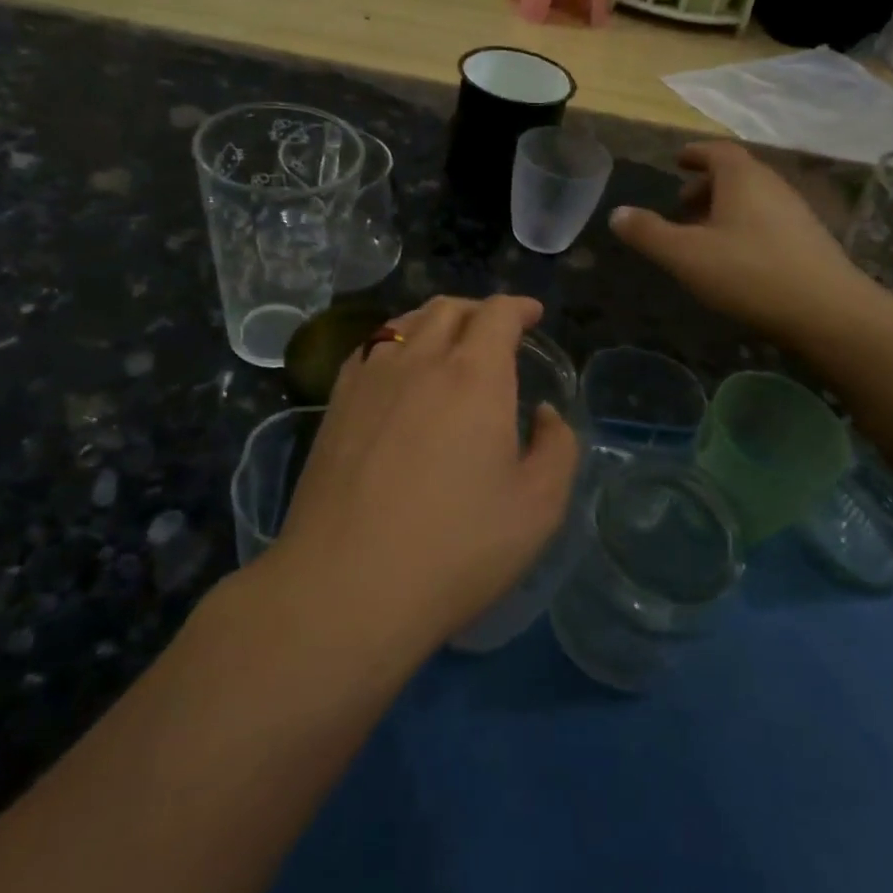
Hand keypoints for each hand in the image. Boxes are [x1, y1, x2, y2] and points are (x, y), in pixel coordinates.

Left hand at [266, 295, 579, 656]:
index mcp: (474, 376)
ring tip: (450, 342)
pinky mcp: (336, 403)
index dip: (519, 307)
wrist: (346, 586)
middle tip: (496, 332)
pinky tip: (399, 369)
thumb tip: (544, 414)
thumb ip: (556, 448)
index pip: (497, 314)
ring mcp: (370, 378)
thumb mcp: (537, 508)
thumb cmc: (455, 548)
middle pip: (449, 308)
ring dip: (436, 321)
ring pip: (406, 323)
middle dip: (480, 310)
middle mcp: (420, 361)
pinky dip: (396, 342)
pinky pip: (370, 349)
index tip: (533, 316)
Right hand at [609, 141, 885, 340]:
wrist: (827, 311)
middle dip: (706, 184)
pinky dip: (745, 226)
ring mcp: (796, 212)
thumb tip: (616, 213)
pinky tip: (735, 257)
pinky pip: (768, 220)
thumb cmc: (748, 273)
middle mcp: (772, 185)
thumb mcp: (685, 255)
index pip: (717, 151)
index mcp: (742, 178)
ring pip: (753, 199)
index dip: (695, 153)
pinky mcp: (810, 240)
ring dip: (725, 208)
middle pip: (736, 174)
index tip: (678, 161)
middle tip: (681, 204)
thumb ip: (648, 233)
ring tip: (703, 234)